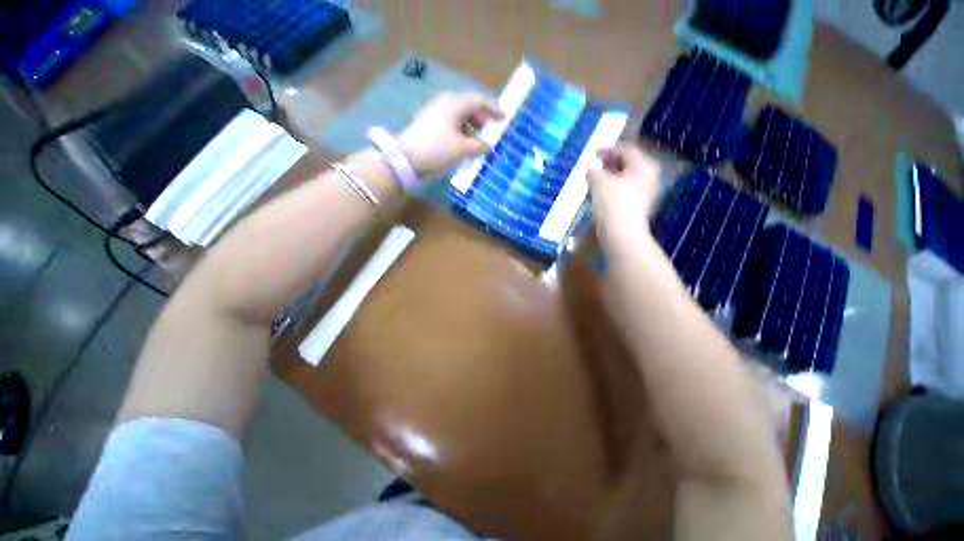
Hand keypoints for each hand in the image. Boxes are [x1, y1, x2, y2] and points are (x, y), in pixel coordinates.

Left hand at [398, 92, 504, 177]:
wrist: (407, 157)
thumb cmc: (439, 149)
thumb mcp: (463, 149)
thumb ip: (479, 146)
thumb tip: (489, 145)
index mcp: (456, 103)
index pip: (480, 101)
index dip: (494, 109)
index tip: (504, 118)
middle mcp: (445, 102)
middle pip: (469, 105)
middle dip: (482, 118)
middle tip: (490, 130)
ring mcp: (435, 110)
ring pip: (459, 114)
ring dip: (471, 125)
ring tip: (478, 140)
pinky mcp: (428, 120)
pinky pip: (450, 120)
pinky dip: (460, 129)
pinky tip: (463, 141)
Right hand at [587, 144, 661, 251]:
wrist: (621, 233)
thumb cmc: (612, 203)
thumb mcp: (599, 182)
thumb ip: (594, 172)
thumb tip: (592, 171)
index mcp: (643, 166)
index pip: (627, 150)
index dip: (609, 149)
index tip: (594, 154)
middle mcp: (649, 177)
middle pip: (629, 164)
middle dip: (611, 163)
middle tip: (596, 165)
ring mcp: (645, 194)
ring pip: (626, 178)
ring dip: (611, 177)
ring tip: (596, 179)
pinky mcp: (638, 207)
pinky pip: (625, 191)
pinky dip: (613, 188)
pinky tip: (601, 193)